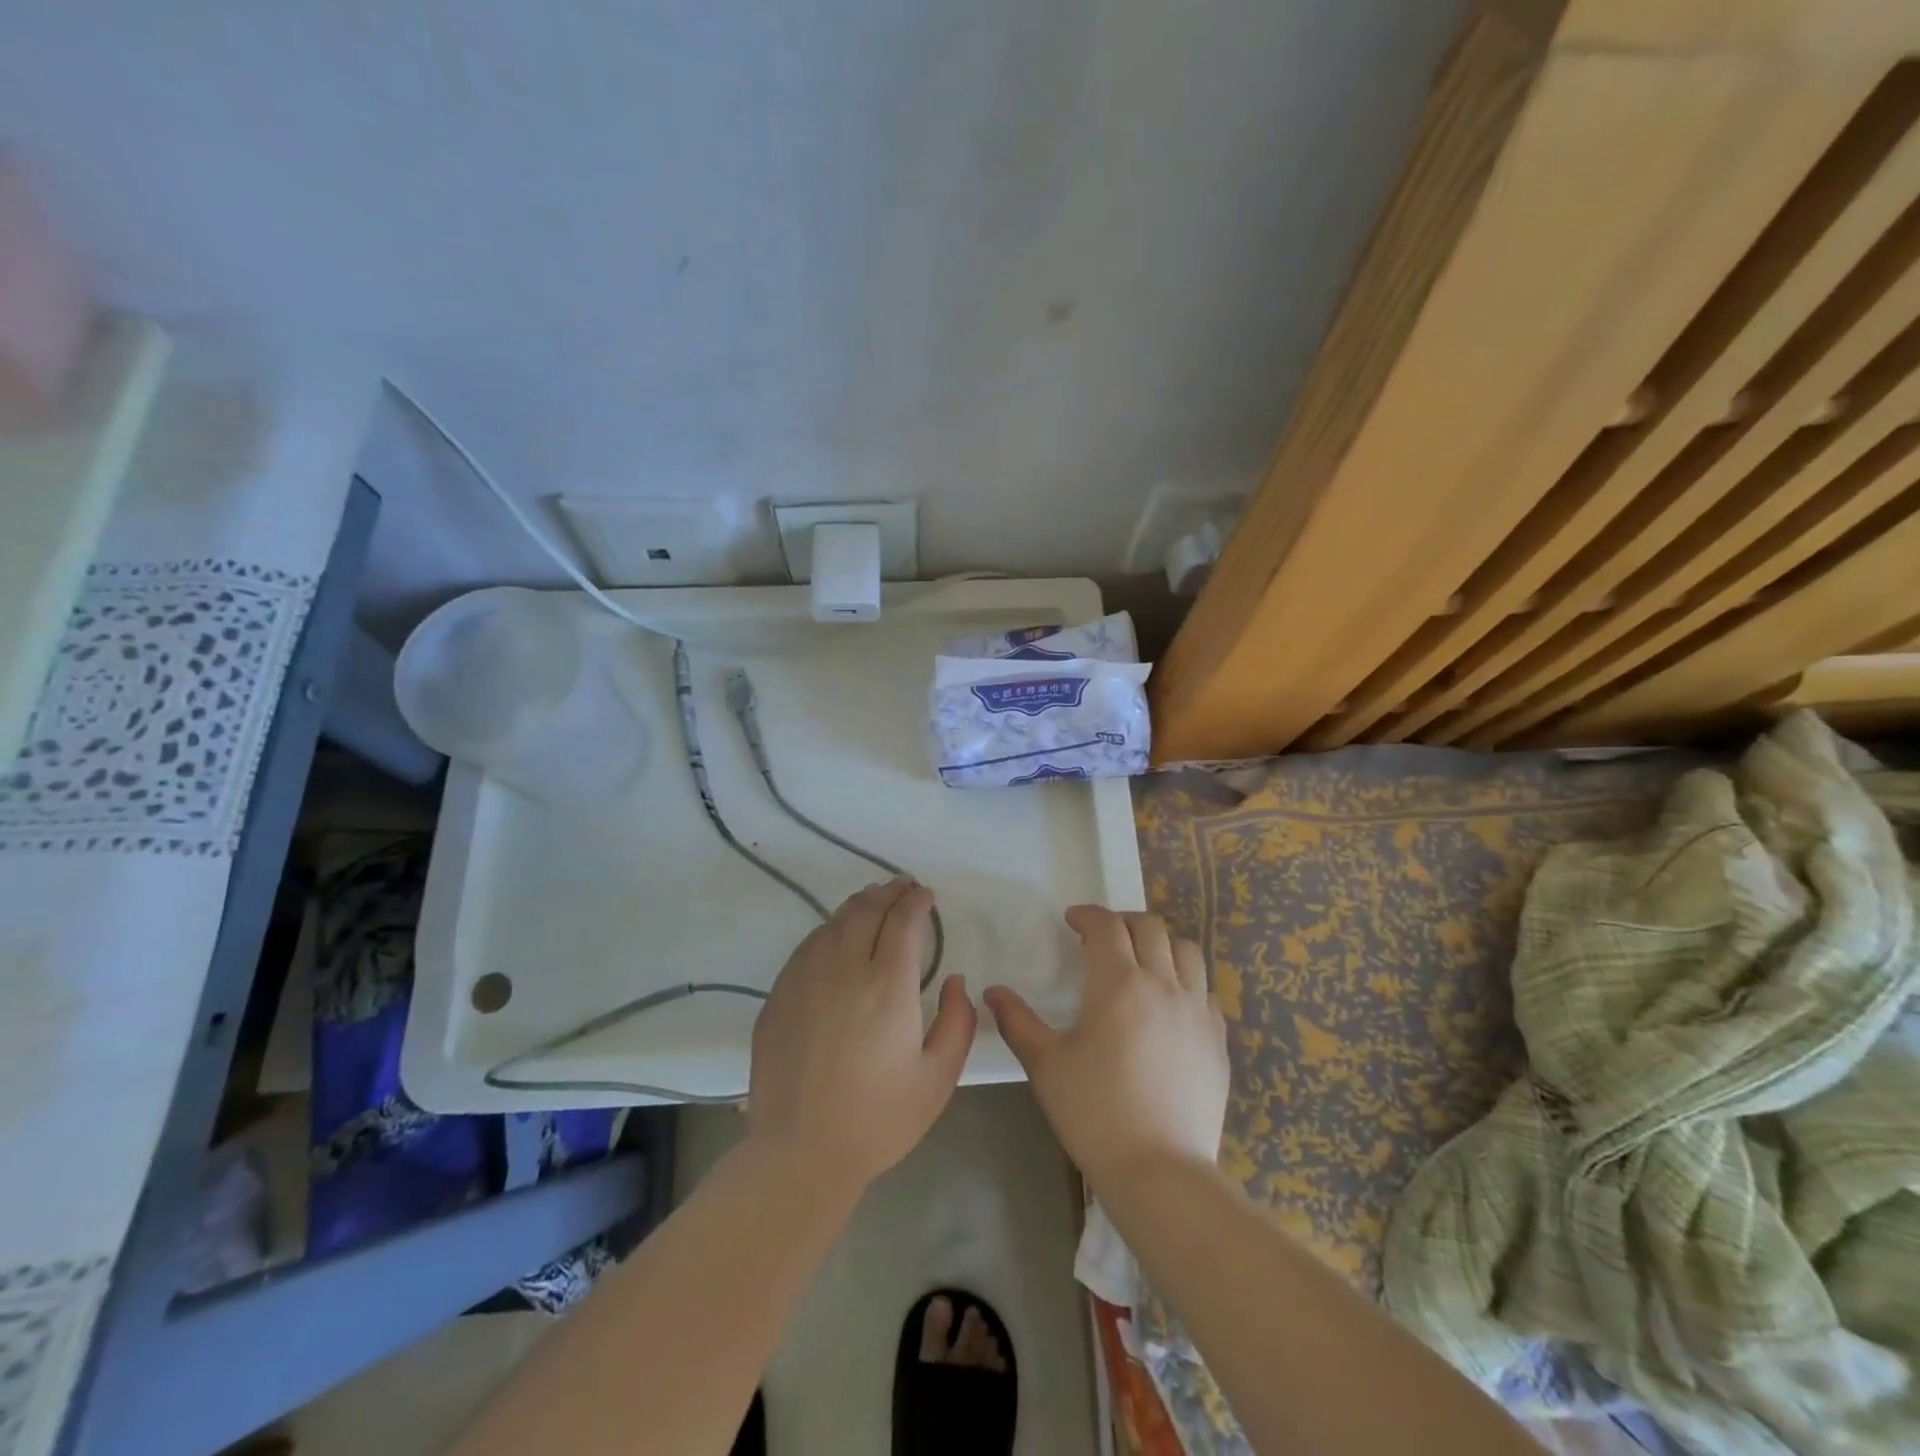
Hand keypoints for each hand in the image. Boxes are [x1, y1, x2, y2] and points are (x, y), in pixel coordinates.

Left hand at [746, 878, 976, 1193]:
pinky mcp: (779, 994)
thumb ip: (958, 1022)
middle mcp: (844, 969)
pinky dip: (830, 928)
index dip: (917, 902)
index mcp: (887, 986)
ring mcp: (805, 978)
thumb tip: (956, 980)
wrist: (799, 1153)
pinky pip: (808, 945)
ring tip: (874, 899)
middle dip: (889, 892)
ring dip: (859, 904)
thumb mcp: (938, 1079)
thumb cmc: (878, 1120)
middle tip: (903, 886)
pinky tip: (836, 934)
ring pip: (834, 922)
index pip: (903, 922)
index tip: (926, 895)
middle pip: (867, 910)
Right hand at [985, 905, 1226, 1189]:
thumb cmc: (1094, 1112)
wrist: (1160, 1171)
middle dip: (1124, 922)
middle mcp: (1163, 984)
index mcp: (1119, 983)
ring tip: (1142, 961)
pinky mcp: (1218, 1040)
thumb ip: (1017, 1022)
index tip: (1072, 921)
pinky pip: (1207, 991)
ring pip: (1187, 951)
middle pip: (1150, 927)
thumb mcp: (1045, 1065)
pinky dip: (1187, 981)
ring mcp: (1198, 1011)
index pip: (1107, 926)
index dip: (1088, 915)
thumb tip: (993, 992)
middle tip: (1103, 937)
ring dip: (1161, 944)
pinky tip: (1172, 1004)